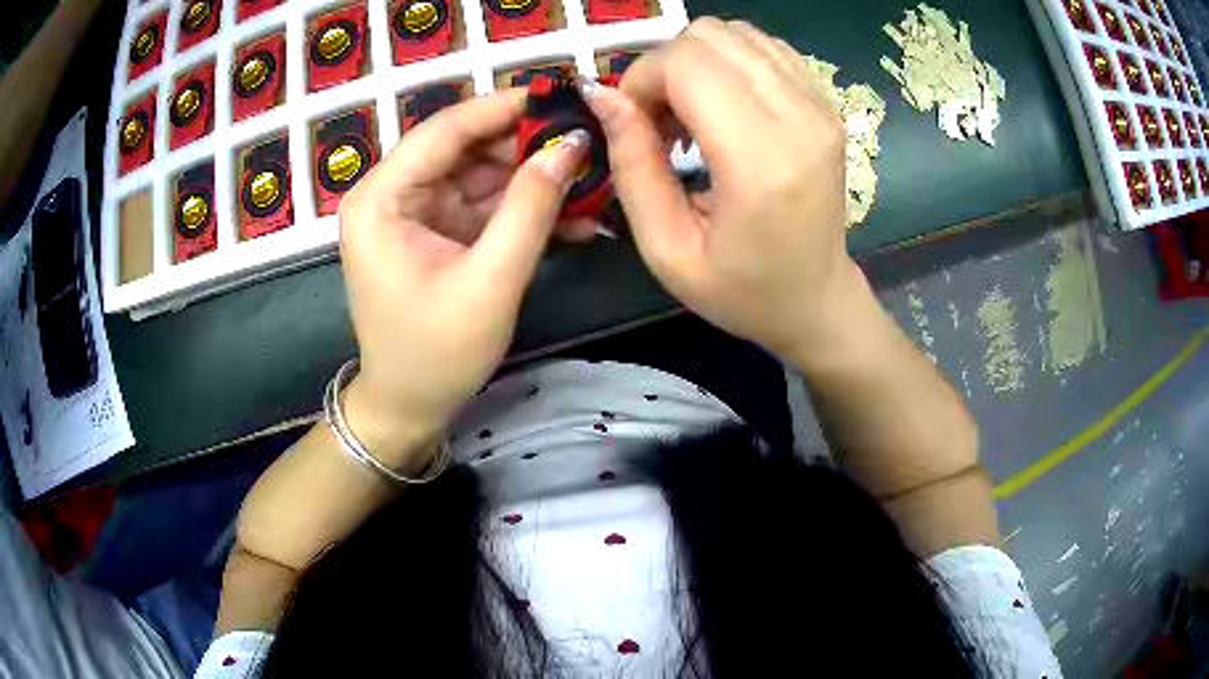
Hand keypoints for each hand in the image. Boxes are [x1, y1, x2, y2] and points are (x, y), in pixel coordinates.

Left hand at [338, 91, 589, 466]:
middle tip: (587, 140)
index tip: (563, 96)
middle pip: (464, 147)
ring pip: (480, 173)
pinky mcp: (434, 231)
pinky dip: (522, 207)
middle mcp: (390, 194)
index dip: (505, 108)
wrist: (410, 408)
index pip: (445, 129)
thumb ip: (531, 207)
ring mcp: (413, 212)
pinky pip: (482, 204)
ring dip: (532, 177)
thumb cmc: (437, 353)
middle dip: (526, 145)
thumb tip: (571, 145)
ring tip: (590, 175)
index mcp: (380, 198)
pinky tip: (570, 212)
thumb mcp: (490, 280)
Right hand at [583, 18, 863, 358]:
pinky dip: (730, 63)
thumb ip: (632, 165)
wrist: (817, 300)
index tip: (635, 124)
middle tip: (661, 120)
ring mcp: (821, 106)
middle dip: (666, 67)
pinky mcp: (826, 103)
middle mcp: (800, 119)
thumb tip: (603, 94)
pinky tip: (724, 105)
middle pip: (710, 36)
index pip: (686, 64)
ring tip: (692, 114)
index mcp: (761, 163)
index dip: (642, 80)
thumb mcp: (666, 249)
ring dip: (697, 63)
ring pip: (737, 32)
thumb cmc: (742, 291)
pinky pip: (766, 47)